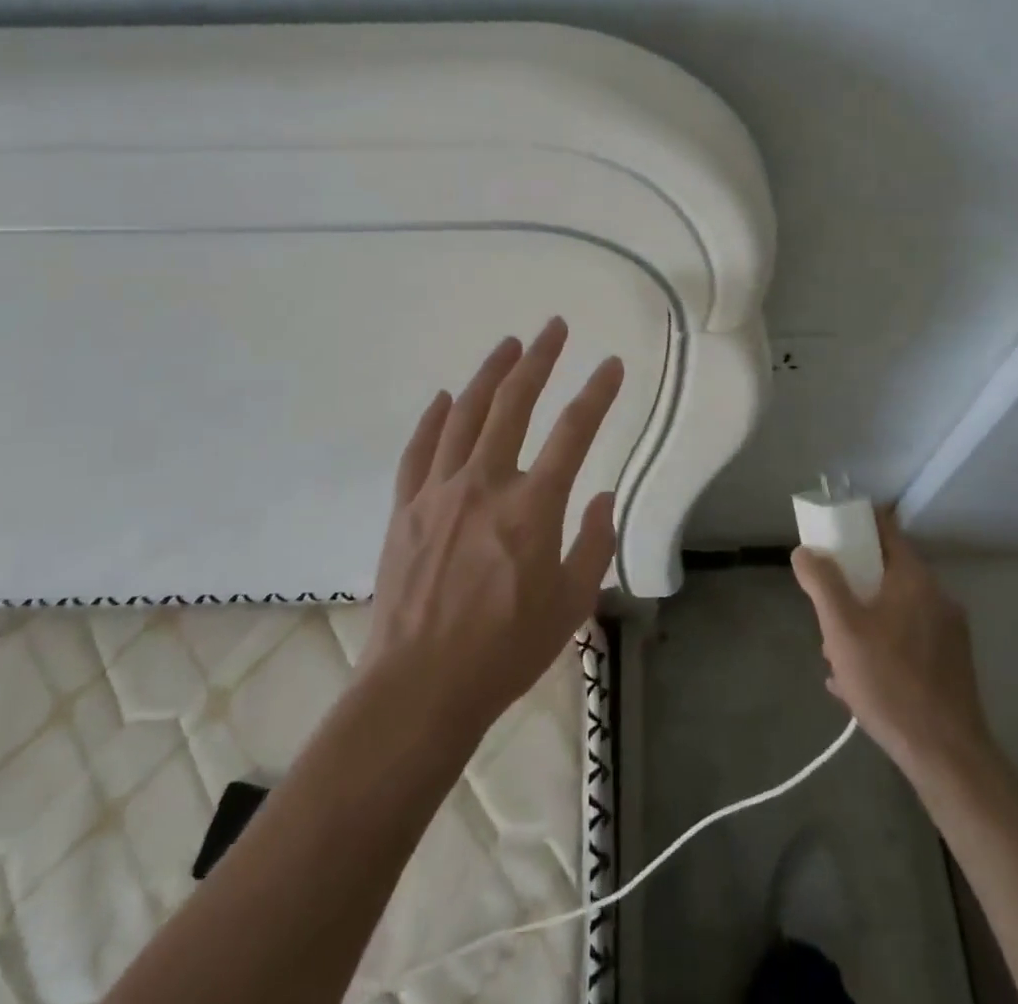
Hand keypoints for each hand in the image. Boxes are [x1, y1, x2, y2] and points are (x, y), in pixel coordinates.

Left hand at [362, 318, 622, 737]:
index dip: (597, 393)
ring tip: (507, 345)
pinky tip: (443, 397)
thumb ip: (593, 544)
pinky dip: (433, 419)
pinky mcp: (405, 509)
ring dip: (488, 375)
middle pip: (514, 404)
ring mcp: (439, 492)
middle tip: (553, 327)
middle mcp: (484, 485)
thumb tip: (601, 500)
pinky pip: (419, 450)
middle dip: (538, 359)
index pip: (574, 432)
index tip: (612, 364)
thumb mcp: (571, 605)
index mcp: (532, 507)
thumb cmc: (505, 652)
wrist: (419, 689)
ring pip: (464, 415)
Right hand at [792, 507, 992, 780]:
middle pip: (886, 574)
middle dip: (852, 587)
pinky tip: (856, 682)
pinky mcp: (950, 666)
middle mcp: (937, 598)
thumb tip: (805, 551)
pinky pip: (907, 642)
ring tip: (836, 655)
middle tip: (826, 612)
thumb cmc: (890, 682)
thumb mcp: (842, 629)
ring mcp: (948, 634)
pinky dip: (881, 648)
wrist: (946, 756)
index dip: (855, 526)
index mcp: (915, 580)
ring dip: (863, 623)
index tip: (829, 536)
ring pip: (895, 612)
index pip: (885, 530)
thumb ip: (822, 583)